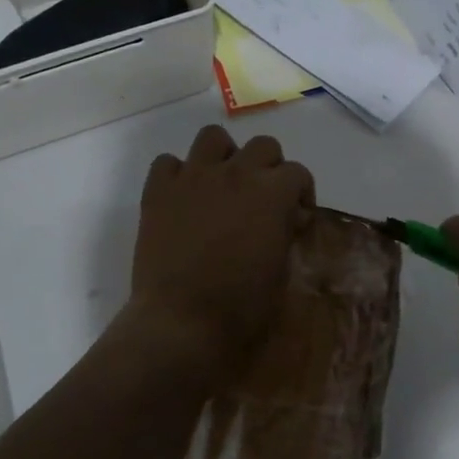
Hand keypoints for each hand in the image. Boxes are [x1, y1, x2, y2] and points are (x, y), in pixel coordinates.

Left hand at [127, 126, 313, 378]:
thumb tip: (285, 219)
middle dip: (269, 168)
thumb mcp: (281, 272)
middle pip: (262, 145)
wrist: (181, 322)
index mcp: (272, 194)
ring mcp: (193, 178)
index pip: (297, 173)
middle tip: (263, 200)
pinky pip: (168, 162)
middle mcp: (235, 173)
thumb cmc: (241, 306)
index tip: (296, 220)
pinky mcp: (158, 192)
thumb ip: (284, 233)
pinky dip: (178, 174)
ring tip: (223, 186)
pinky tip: (183, 199)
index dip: (301, 195)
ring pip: (213, 137)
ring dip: (224, 156)